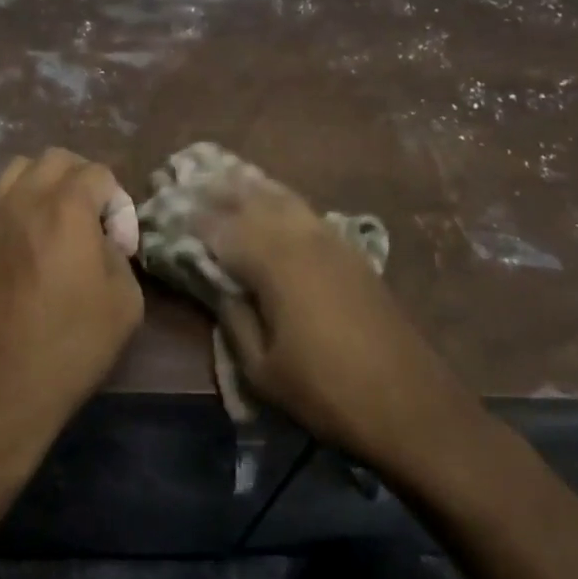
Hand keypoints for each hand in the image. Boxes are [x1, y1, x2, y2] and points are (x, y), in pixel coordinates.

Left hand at [0, 148, 143, 469]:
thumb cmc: (66, 348)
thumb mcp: (124, 304)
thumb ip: (119, 255)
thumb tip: (103, 241)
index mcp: (65, 208)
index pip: (98, 173)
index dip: (118, 203)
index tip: (120, 243)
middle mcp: (20, 200)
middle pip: (55, 160)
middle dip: (81, 180)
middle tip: (91, 223)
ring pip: (16, 172)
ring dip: (43, 187)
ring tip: (54, 227)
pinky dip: (14, 210)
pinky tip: (22, 250)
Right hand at [192, 165, 481, 467]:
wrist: (412, 405)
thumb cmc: (328, 393)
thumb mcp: (262, 370)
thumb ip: (233, 318)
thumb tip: (215, 282)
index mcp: (274, 264)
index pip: (221, 227)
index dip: (191, 217)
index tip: (165, 206)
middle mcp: (301, 238)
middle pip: (251, 199)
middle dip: (216, 188)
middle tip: (186, 176)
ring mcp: (331, 240)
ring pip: (281, 197)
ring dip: (248, 185)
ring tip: (221, 173)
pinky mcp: (351, 251)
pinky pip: (304, 209)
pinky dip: (279, 197)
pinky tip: (271, 197)